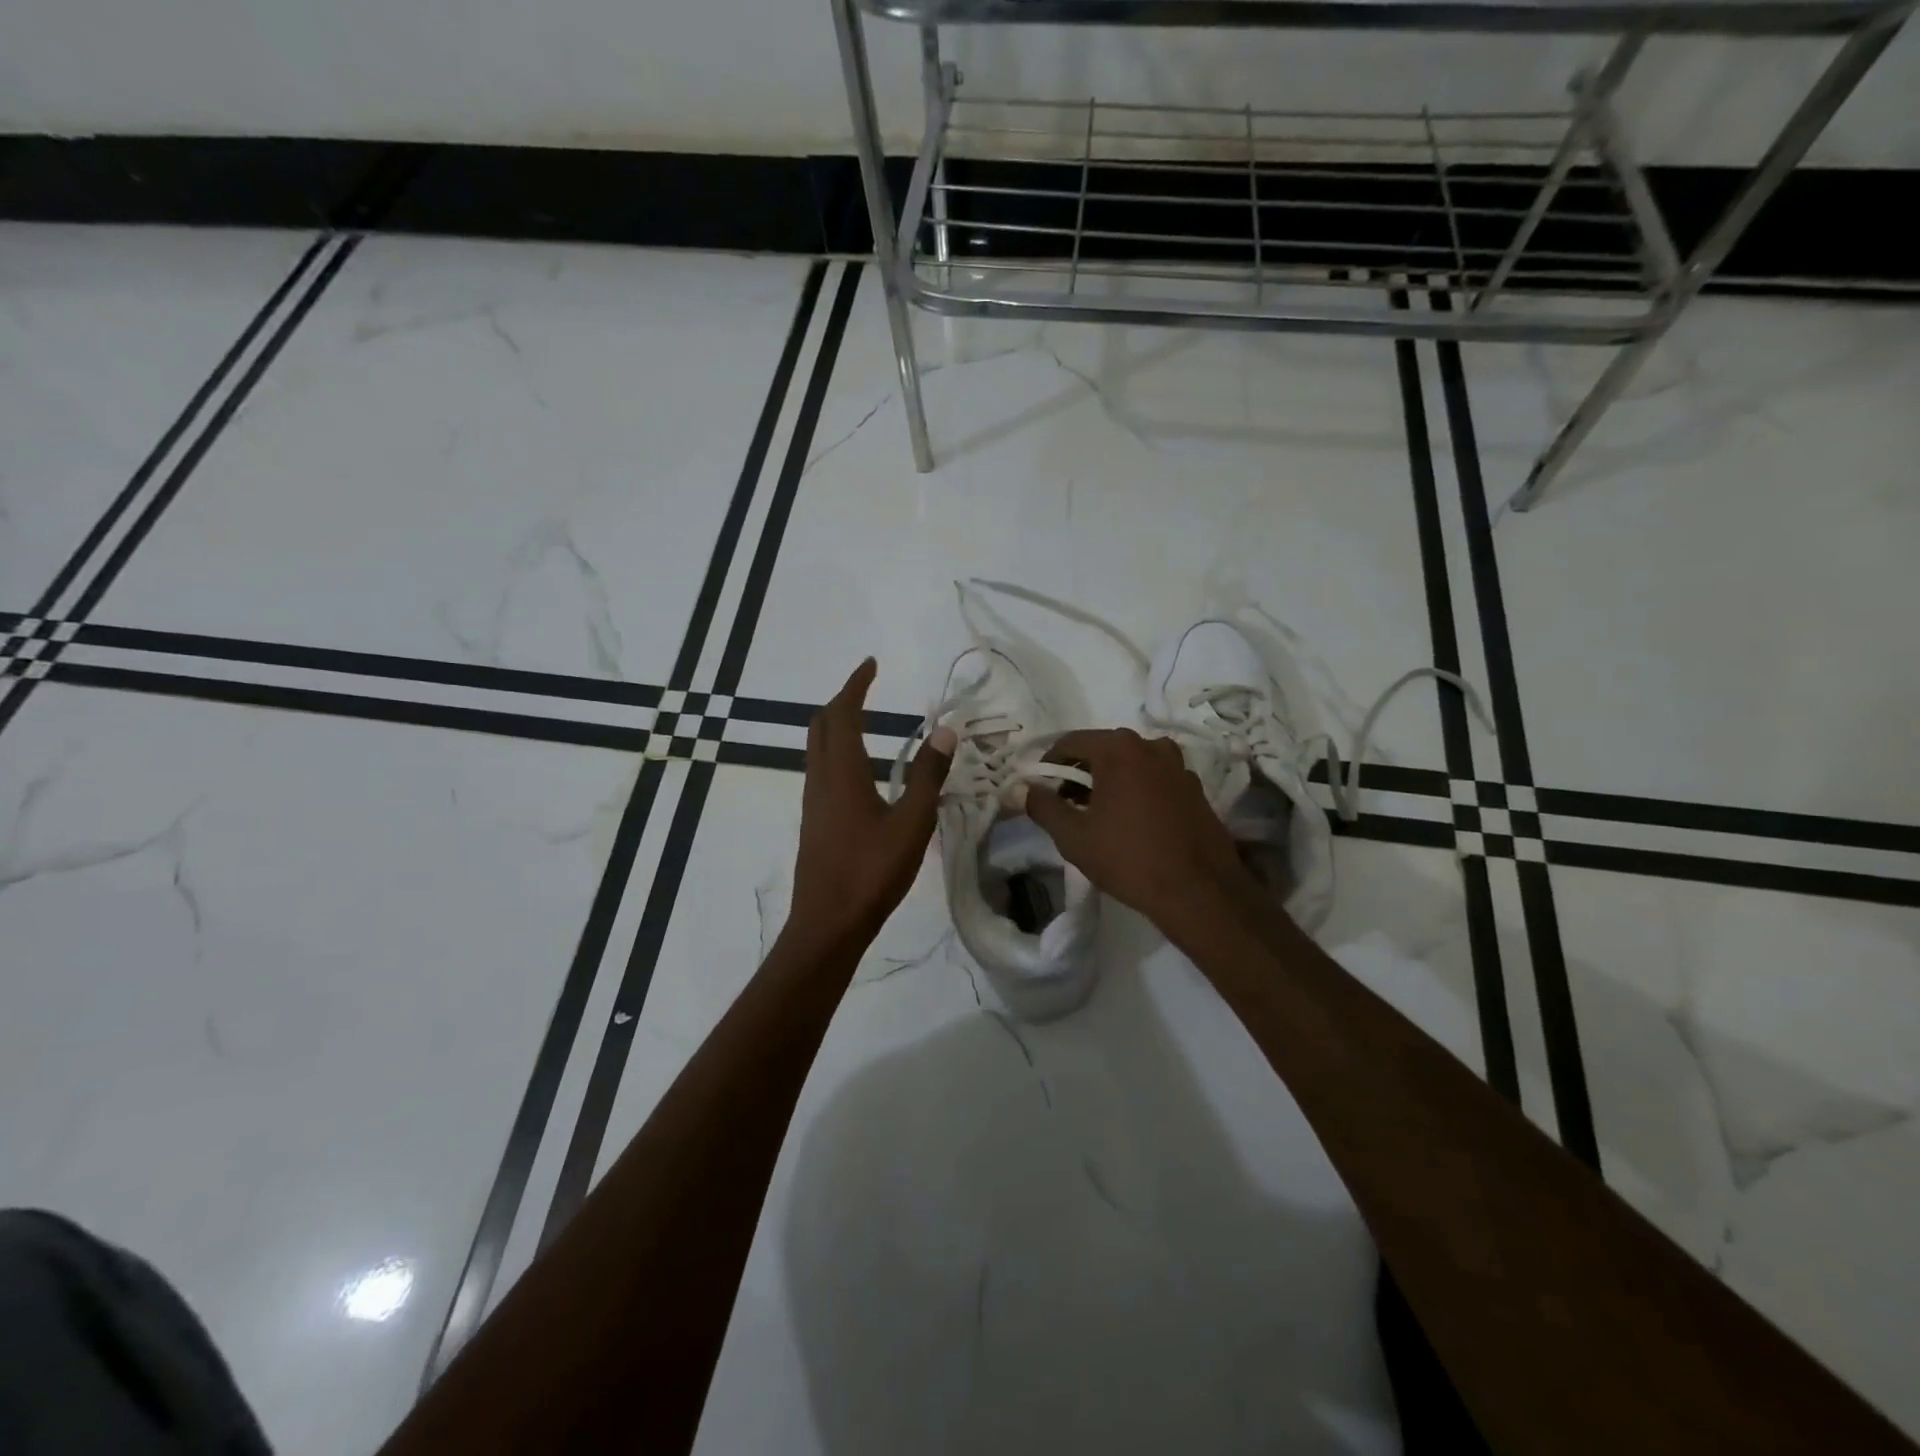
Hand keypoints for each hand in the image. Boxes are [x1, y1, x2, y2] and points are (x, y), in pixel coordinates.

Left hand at [788, 658, 955, 953]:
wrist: (827, 924)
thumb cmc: (871, 872)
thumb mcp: (911, 824)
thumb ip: (928, 776)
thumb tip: (944, 731)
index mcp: (841, 773)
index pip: (842, 714)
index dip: (855, 685)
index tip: (871, 664)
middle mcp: (820, 781)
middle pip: (820, 726)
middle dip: (841, 701)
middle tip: (867, 690)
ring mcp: (813, 803)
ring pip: (816, 749)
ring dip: (836, 727)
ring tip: (865, 722)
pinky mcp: (814, 823)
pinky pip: (821, 771)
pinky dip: (837, 753)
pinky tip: (860, 772)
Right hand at [1026, 729, 1253, 933]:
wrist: (1198, 891)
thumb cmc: (1128, 858)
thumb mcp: (1073, 836)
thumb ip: (1043, 806)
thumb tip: (1024, 788)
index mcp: (1118, 749)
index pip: (1070, 742)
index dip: (1049, 764)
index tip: (1041, 789)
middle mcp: (1151, 745)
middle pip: (1102, 749)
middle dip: (1080, 772)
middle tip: (1066, 803)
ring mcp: (1178, 764)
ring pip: (1131, 763)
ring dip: (1110, 780)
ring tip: (1099, 814)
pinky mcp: (1195, 787)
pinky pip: (1155, 778)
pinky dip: (1137, 789)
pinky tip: (1132, 821)